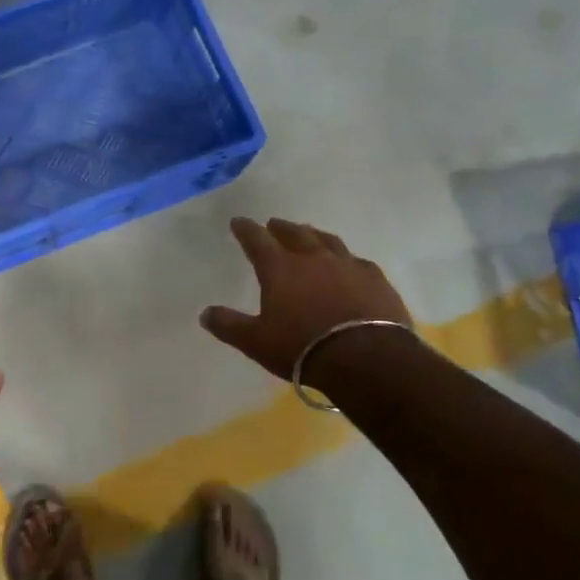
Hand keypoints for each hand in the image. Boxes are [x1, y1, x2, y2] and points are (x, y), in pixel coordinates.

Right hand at [201, 218, 412, 379]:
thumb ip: (229, 325)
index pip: (257, 240)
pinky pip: (356, 260)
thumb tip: (205, 313)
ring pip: (327, 240)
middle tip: (274, 223)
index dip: (246, 229)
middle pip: (294, 234)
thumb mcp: (256, 341)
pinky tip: (347, 263)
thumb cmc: (303, 348)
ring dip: (313, 234)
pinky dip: (345, 258)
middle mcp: (313, 258)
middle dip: (281, 227)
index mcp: (280, 269)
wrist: (367, 358)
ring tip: (308, 233)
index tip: (239, 221)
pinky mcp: (375, 278)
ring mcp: (347, 265)